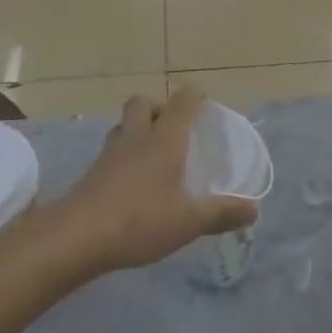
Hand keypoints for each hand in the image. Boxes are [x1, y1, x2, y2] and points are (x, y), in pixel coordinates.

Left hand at [52, 88, 257, 274]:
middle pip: (143, 102)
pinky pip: (113, 149)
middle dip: (159, 107)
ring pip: (124, 124)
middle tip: (174, 130)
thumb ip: (221, 213)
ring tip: (154, 154)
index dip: (195, 97)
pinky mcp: (93, 171)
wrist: (78, 235)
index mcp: (165, 139)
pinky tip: (133, 181)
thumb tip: (254, 209)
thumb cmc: (140, 220)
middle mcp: (137, 136)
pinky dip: (125, 154)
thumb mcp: (188, 221)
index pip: (182, 101)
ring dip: (138, 129)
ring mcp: (110, 152)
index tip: (206, 106)